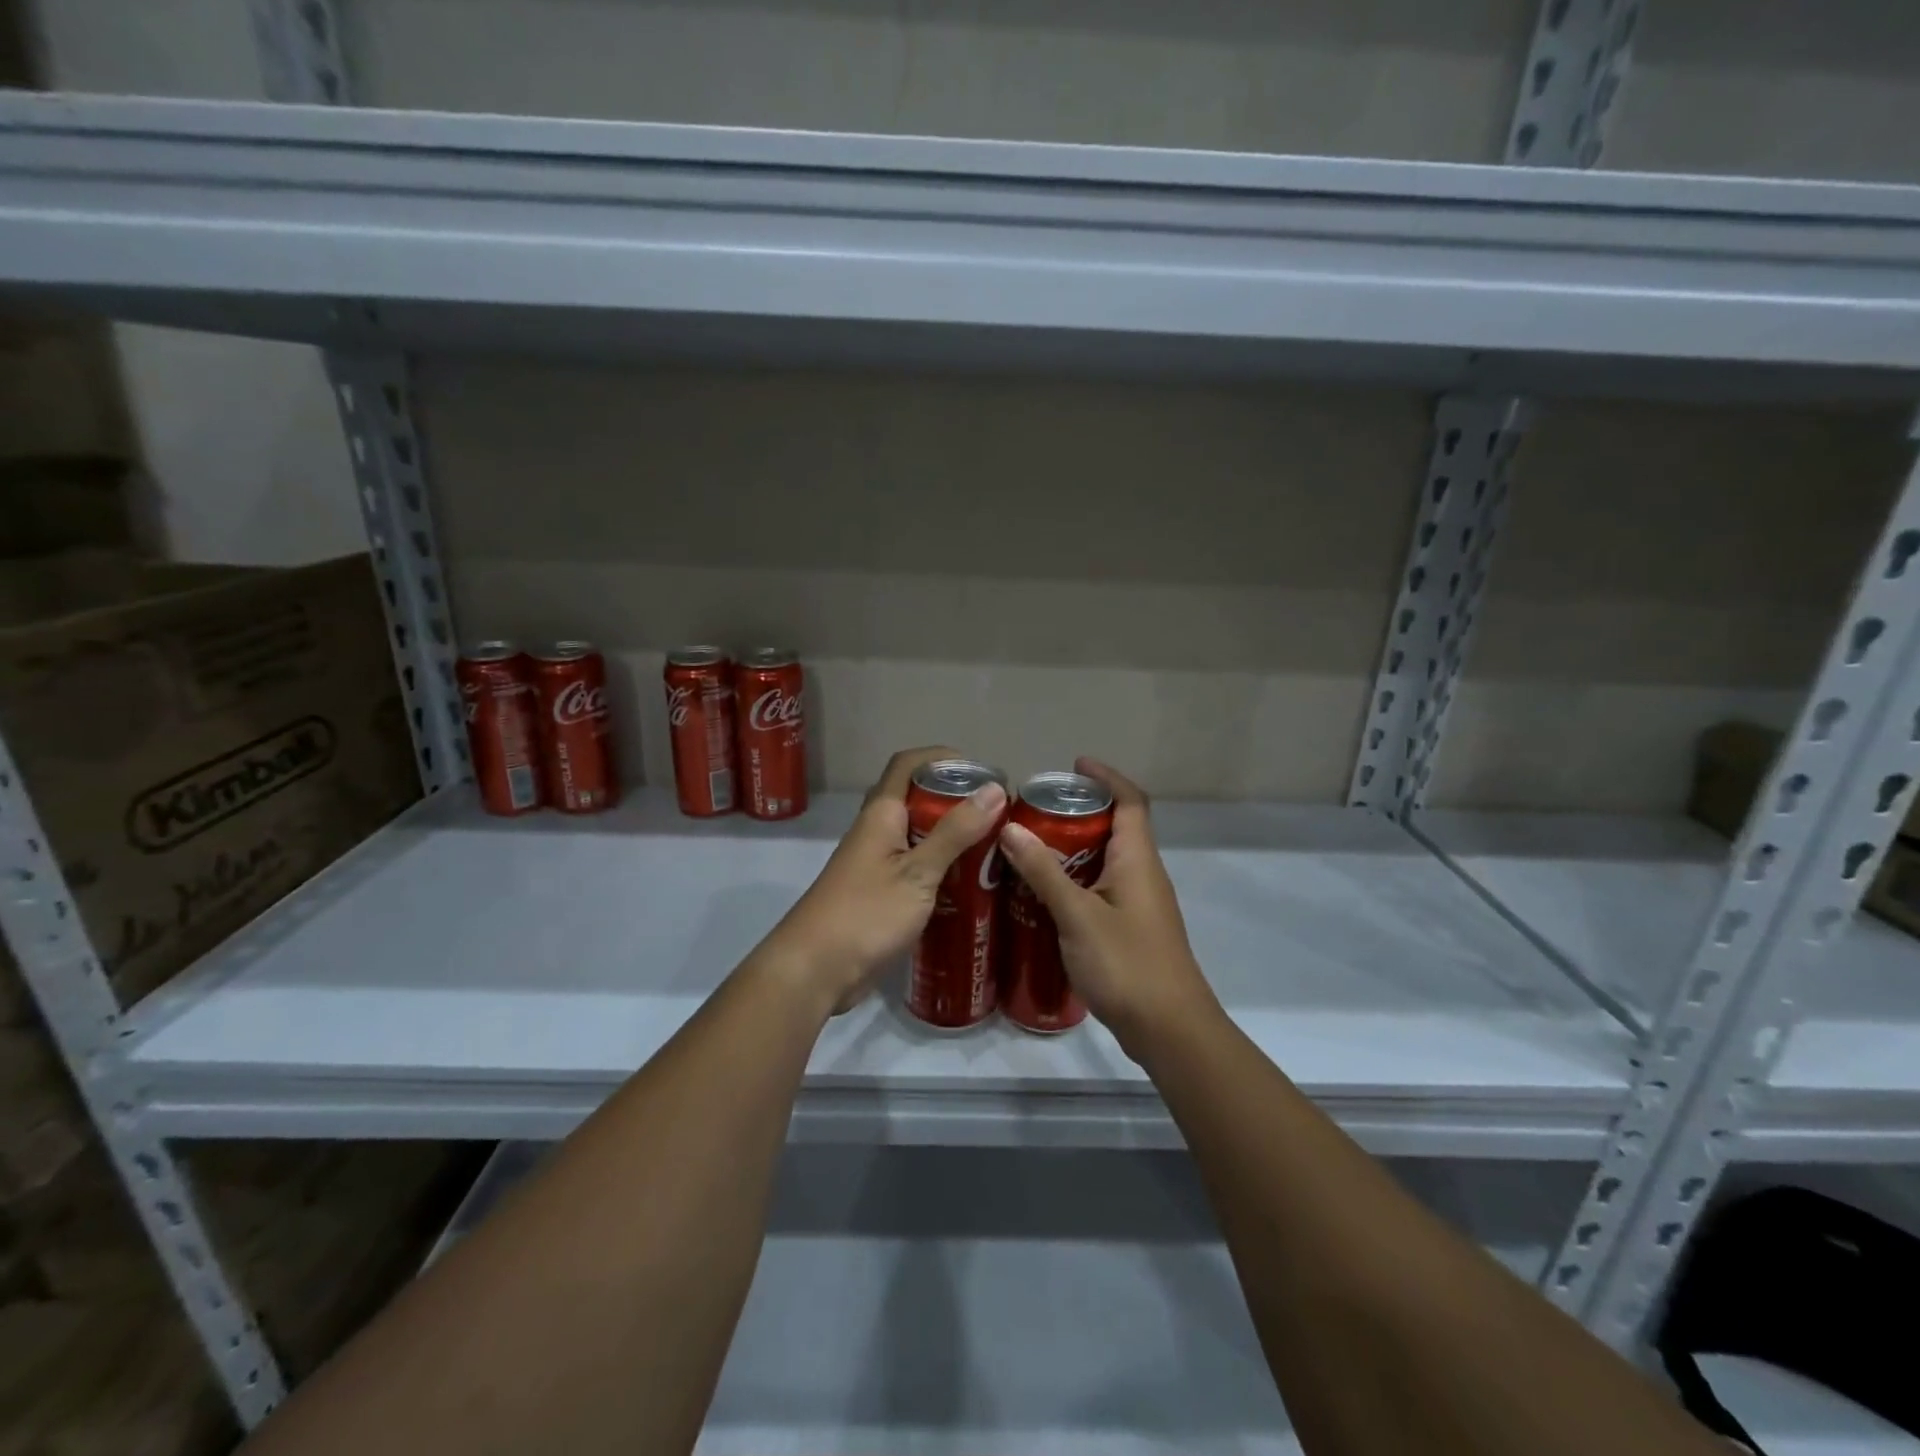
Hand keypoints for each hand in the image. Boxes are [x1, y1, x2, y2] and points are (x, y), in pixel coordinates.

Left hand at [758, 746, 1006, 1014]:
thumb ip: (955, 832)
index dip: (943, 757)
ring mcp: (875, 865)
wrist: (813, 971)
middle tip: (998, 815)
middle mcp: (876, 832)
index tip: (982, 771)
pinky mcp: (879, 895)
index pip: (908, 764)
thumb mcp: (918, 872)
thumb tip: (994, 789)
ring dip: (952, 837)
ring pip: (918, 836)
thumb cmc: (865, 914)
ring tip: (994, 847)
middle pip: (916, 799)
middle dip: (955, 800)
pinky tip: (970, 886)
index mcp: (881, 814)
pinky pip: (915, 868)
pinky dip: (942, 869)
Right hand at [996, 757, 1217, 1059]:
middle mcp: (1142, 874)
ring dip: (1071, 850)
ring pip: (1104, 861)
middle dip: (1078, 813)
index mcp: (1137, 859)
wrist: (1169, 1030)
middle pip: (1114, 828)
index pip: (1130, 801)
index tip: (1073, 765)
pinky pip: (1099, 890)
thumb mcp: (1078, 915)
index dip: (1106, 777)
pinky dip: (1072, 882)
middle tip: (1033, 811)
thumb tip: (1010, 828)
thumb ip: (1044, 871)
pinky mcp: (1129, 929)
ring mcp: (1138, 904)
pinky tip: (1040, 897)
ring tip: (1026, 849)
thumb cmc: (1127, 964)